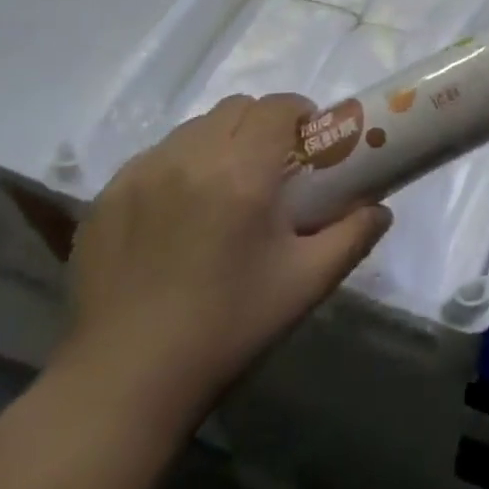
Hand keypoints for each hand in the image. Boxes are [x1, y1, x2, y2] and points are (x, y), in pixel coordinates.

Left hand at [60, 94, 389, 433]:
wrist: (126, 381)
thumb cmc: (228, 328)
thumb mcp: (306, 284)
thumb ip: (352, 237)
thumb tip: (381, 209)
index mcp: (242, 173)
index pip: (277, 107)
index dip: (300, 113)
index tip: (309, 143)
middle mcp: (189, 158)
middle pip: (236, 108)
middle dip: (263, 124)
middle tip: (273, 167)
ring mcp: (141, 174)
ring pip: (193, 128)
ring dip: (221, 141)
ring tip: (225, 188)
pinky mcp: (107, 196)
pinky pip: (155, 156)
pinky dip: (179, 165)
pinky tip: (179, 212)